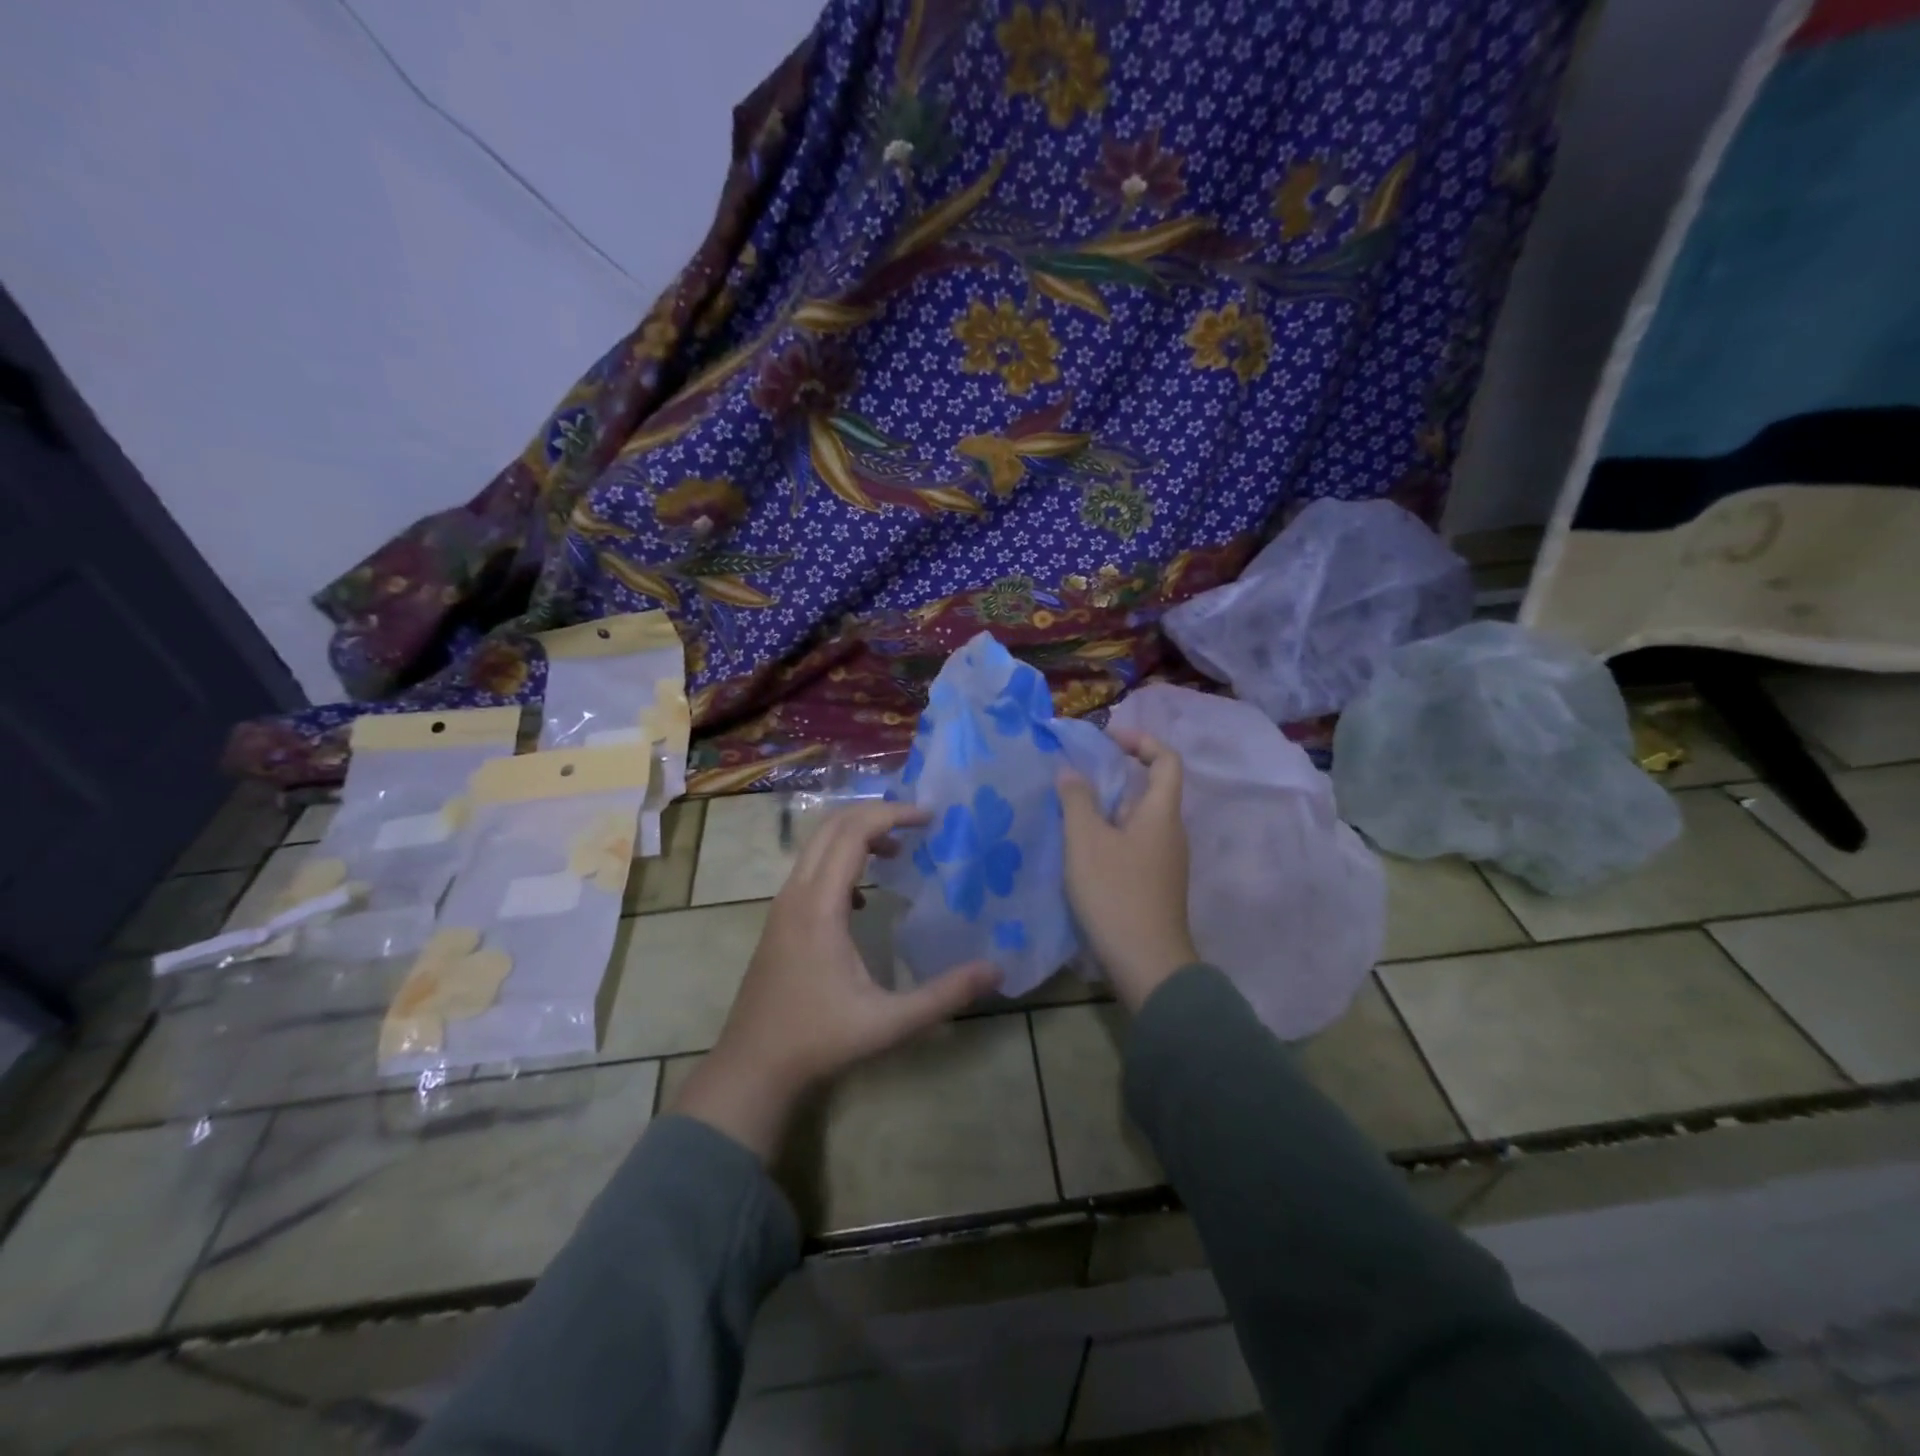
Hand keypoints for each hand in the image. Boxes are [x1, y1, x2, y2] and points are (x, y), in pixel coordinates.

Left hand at [671, 800, 1000, 1159]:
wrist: (752, 1067)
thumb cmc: (820, 1041)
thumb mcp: (890, 1022)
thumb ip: (944, 994)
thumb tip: (996, 968)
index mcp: (820, 906)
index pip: (854, 833)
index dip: (893, 815)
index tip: (930, 817)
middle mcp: (796, 894)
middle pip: (832, 826)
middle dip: (876, 814)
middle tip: (919, 823)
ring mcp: (782, 906)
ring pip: (817, 845)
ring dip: (857, 835)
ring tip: (899, 852)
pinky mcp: (779, 920)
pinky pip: (810, 869)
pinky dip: (840, 860)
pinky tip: (864, 898)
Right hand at [1057, 732, 1197, 1010]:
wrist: (1147, 964)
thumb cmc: (1116, 893)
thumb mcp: (1086, 841)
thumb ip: (1076, 800)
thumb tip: (1070, 771)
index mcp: (1161, 814)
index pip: (1166, 760)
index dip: (1141, 741)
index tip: (1107, 739)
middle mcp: (1170, 833)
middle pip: (1148, 791)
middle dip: (1112, 778)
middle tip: (1074, 779)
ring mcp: (1165, 862)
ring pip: (1137, 821)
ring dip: (1106, 811)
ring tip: (1068, 815)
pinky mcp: (1154, 886)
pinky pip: (1133, 846)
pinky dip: (1109, 838)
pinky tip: (1079, 853)